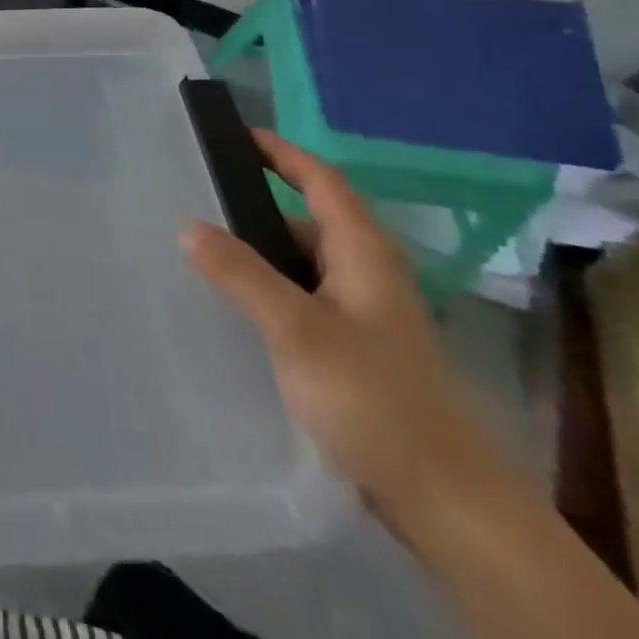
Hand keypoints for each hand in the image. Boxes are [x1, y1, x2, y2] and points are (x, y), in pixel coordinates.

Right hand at [180, 132, 511, 530]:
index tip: (235, 133)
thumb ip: (241, 273)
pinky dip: (272, 289)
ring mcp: (368, 315)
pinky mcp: (361, 351)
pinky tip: (240, 308)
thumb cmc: (374, 398)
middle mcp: (369, 273)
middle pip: (310, 218)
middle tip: (200, 197)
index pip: (320, 179)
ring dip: (261, 251)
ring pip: (305, 263)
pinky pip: (306, 299)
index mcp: (364, 252)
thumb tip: (188, 225)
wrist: (450, 505)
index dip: (281, 152)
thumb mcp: (297, 329)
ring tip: (205, 250)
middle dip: (258, 204)